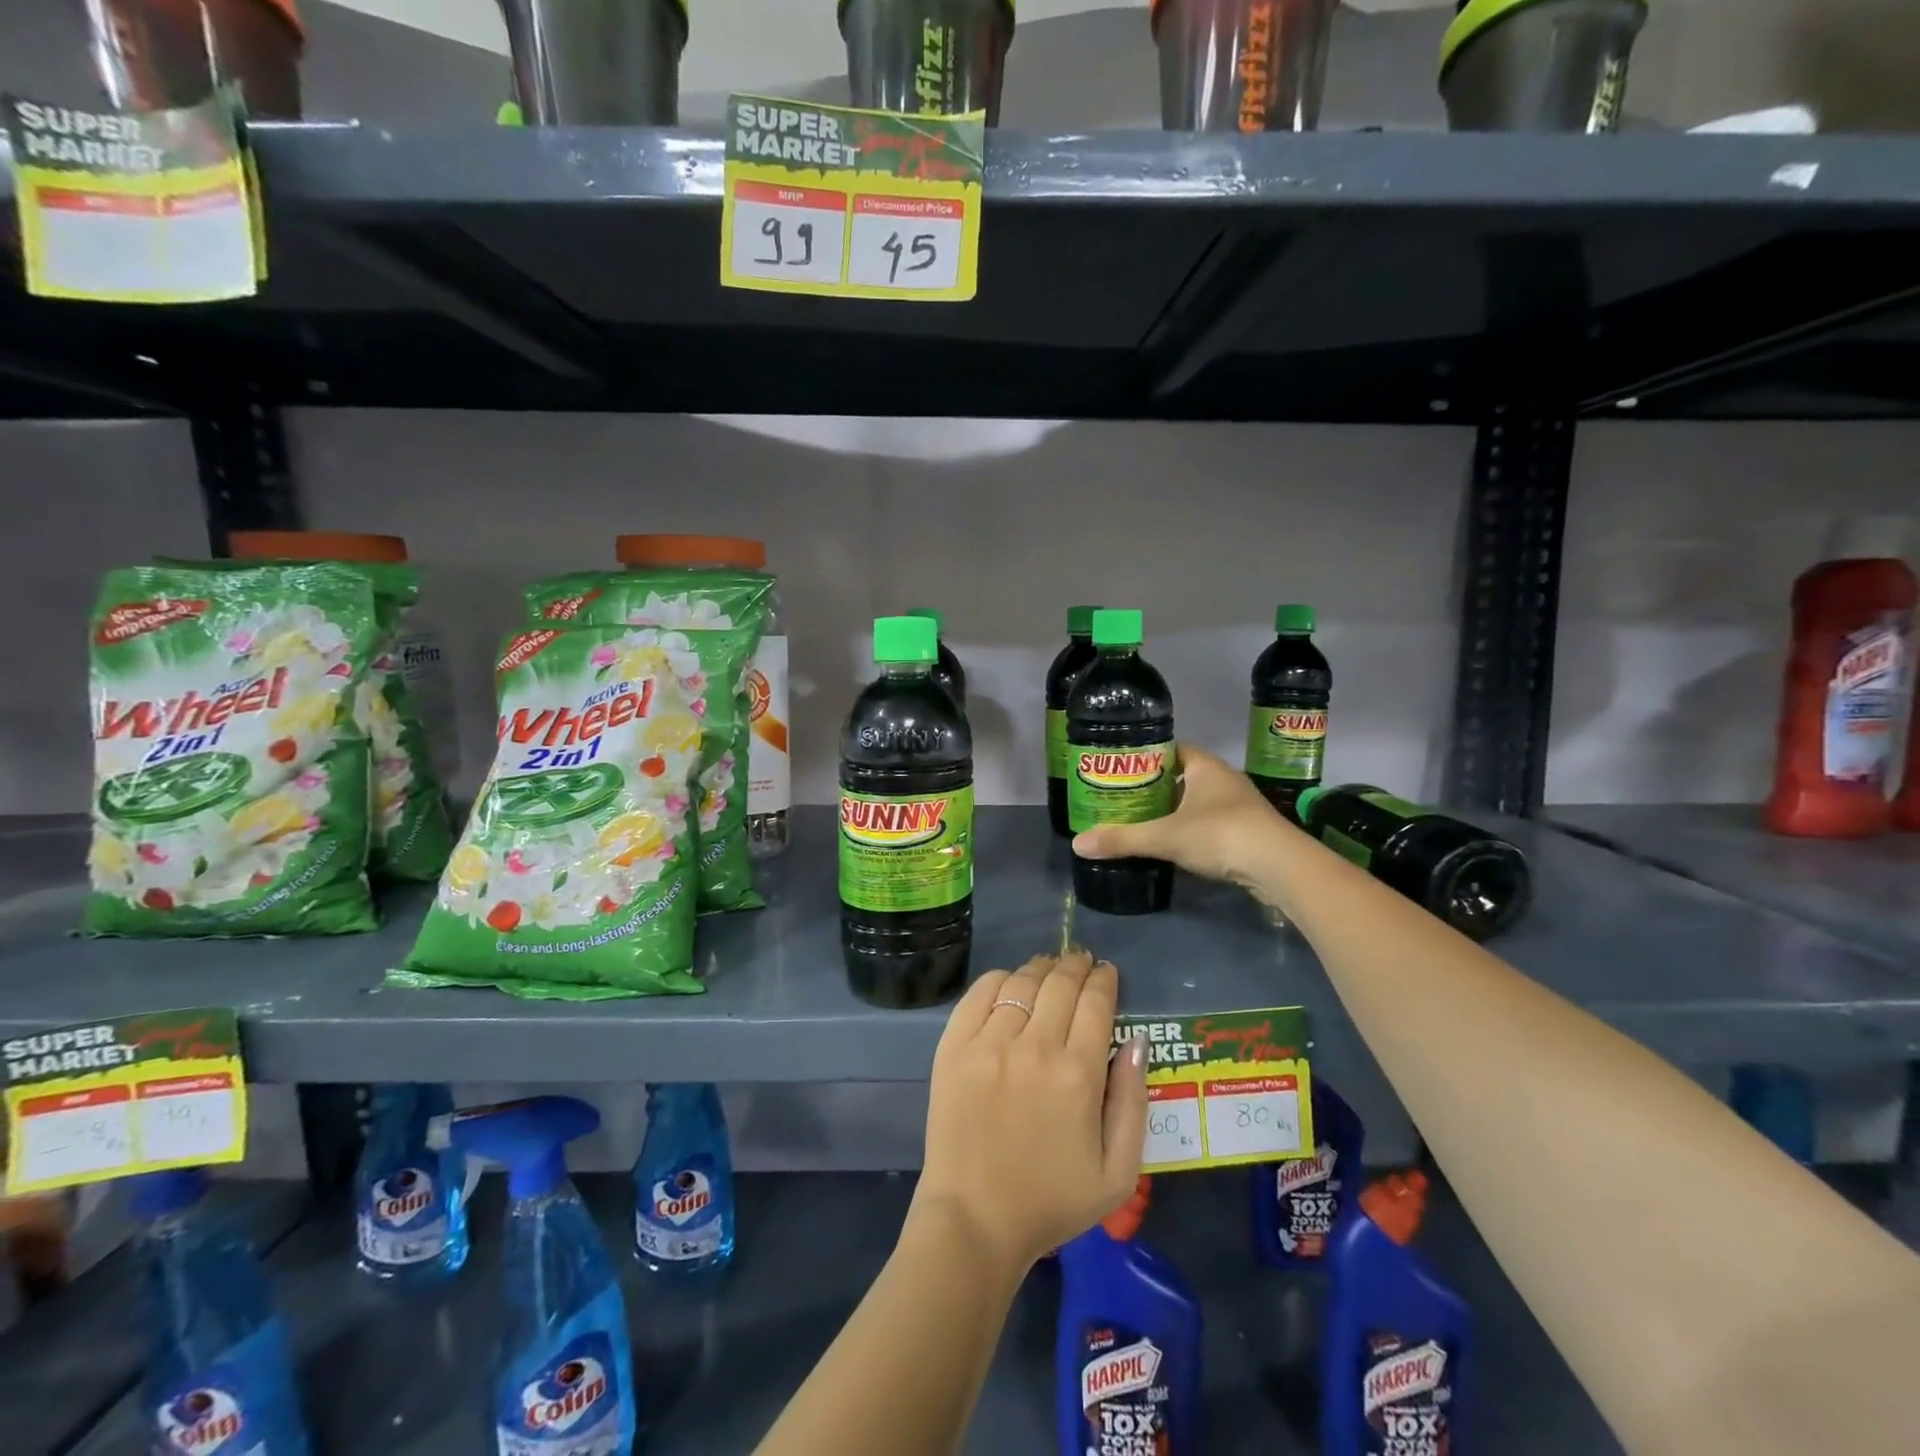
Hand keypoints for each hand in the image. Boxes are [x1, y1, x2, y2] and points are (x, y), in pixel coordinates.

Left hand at [914, 950, 1148, 1276]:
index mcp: (1077, 1074)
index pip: (1096, 1002)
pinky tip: (1010, 983)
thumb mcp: (1117, 1173)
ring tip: (1049, 969)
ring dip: (1041, 968)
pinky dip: (1000, 979)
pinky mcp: (954, 1047)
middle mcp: (1033, 1047)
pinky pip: (980, 993)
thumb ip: (1133, 1101)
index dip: (1104, 979)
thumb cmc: (1051, 1201)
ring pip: (1021, 982)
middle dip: (1076, 965)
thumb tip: (1136, 1040)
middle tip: (1081, 961)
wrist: (974, 1220)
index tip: (1106, 973)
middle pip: (1059, 983)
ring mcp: (988, 1043)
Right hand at [1073, 742, 1290, 893]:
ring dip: (1178, 809)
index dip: (1150, 755)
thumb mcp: (1164, 837)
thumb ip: (1123, 838)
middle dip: (1159, 786)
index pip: (1174, 749)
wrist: (1279, 866)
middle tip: (1128, 797)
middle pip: (1185, 775)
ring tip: (1146, 821)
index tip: (1125, 768)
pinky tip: (1177, 844)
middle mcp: (1225, 779)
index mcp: (1205, 767)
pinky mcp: (1250, 831)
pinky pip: (1213, 822)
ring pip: (1200, 801)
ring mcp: (1241, 805)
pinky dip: (1194, 829)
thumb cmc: (1220, 834)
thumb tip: (1077, 843)